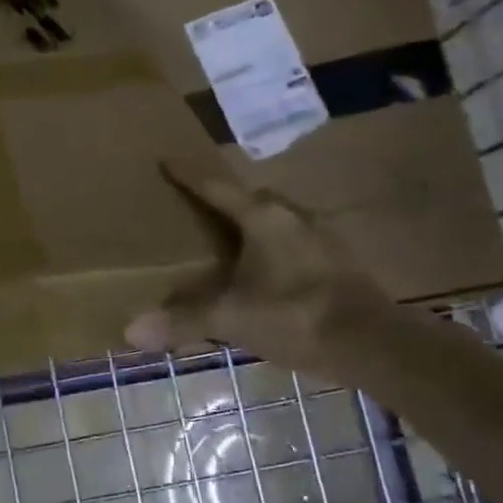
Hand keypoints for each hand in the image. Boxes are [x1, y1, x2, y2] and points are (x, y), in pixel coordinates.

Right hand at [125, 159, 390, 373]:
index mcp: (263, 217)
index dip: (189, 174)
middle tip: (195, 206)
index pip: (217, 186)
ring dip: (250, 225)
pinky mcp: (337, 261)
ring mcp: (320, 237)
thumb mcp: (230, 318)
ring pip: (275, 220)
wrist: (372, 343)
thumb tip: (130, 331)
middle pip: (250, 198)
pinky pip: (292, 242)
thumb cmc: (293, 315)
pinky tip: (262, 270)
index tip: (167, 159)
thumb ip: (182, 321)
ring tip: (226, 239)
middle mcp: (293, 216)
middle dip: (223, 200)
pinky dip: (270, 248)